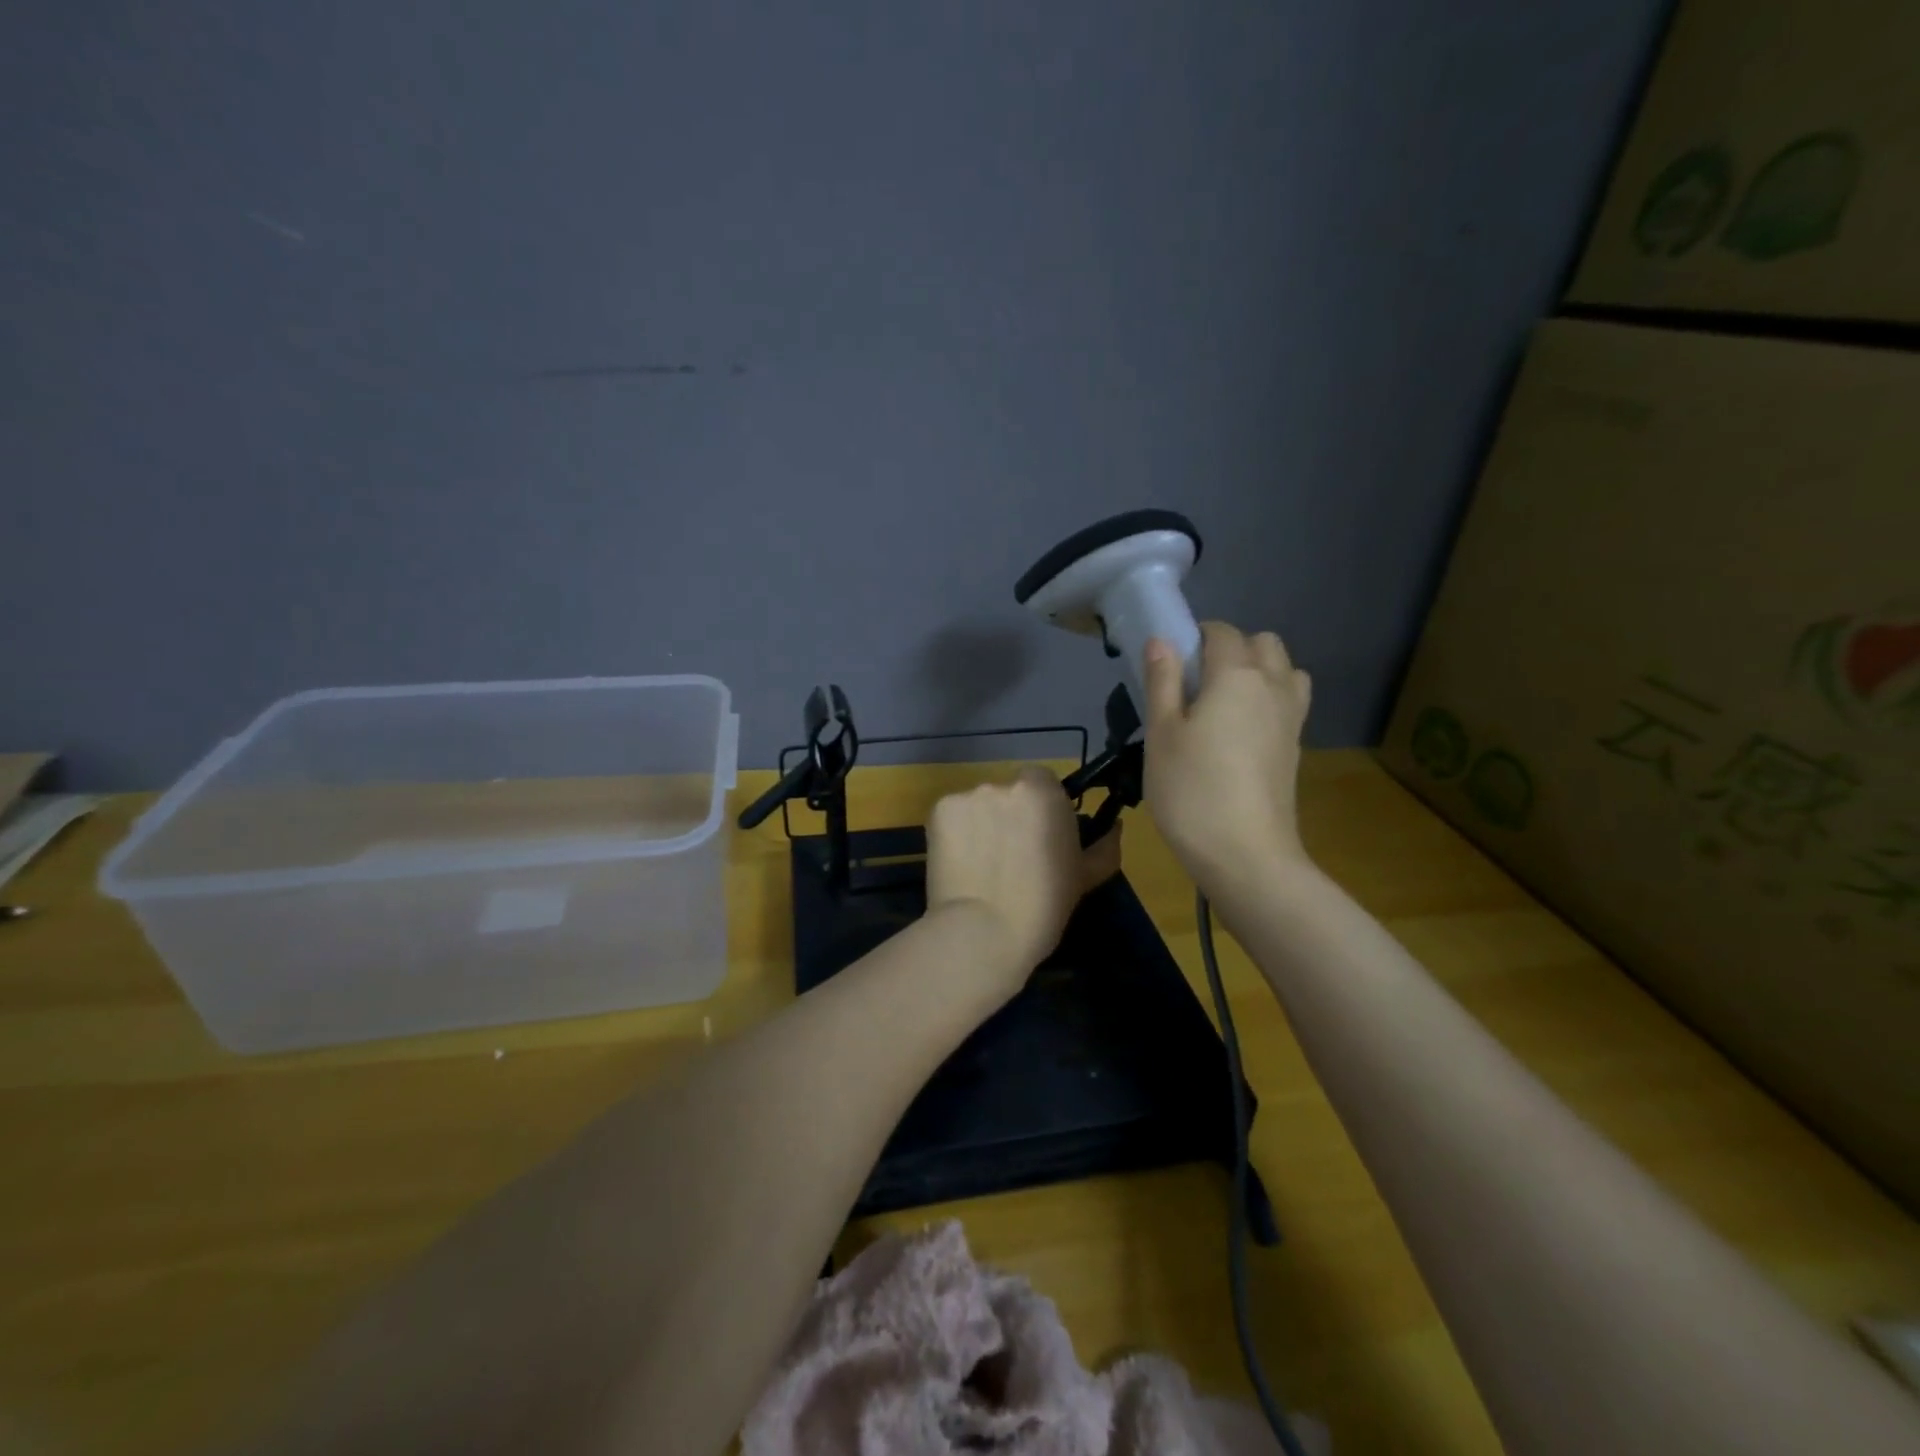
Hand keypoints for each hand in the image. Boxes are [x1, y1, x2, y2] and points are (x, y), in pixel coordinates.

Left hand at [924, 767, 1122, 995]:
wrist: (983, 932)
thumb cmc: (1044, 906)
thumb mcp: (1085, 877)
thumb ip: (1104, 846)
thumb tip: (1115, 827)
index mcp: (1043, 793)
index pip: (1041, 781)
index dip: (1040, 807)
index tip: (1038, 836)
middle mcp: (1004, 785)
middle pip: (1007, 792)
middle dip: (1008, 815)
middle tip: (1009, 855)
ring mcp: (968, 796)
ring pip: (978, 805)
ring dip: (980, 824)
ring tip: (980, 864)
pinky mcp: (938, 811)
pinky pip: (952, 816)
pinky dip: (954, 834)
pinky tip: (959, 864)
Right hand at [1141, 621, 1312, 894]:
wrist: (1246, 854)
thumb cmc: (1191, 790)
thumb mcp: (1161, 734)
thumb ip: (1162, 682)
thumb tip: (1161, 640)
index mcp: (1236, 675)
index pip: (1222, 631)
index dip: (1195, 637)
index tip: (1171, 664)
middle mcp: (1273, 685)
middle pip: (1262, 643)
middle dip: (1232, 648)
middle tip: (1195, 683)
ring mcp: (1292, 717)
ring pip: (1284, 670)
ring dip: (1258, 671)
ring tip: (1223, 704)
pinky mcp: (1296, 746)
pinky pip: (1289, 701)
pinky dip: (1269, 700)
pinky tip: (1239, 733)